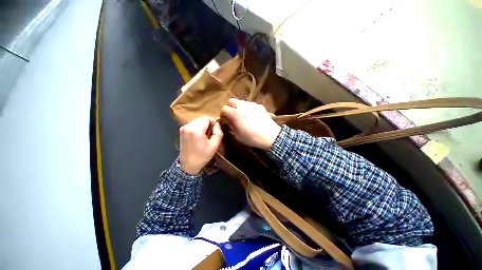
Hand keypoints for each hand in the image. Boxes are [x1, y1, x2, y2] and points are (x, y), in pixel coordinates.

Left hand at [179, 117, 222, 174]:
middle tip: (211, 133)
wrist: (188, 165)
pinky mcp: (181, 130)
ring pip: (197, 121)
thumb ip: (218, 132)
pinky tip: (199, 135)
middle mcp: (188, 126)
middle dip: (208, 124)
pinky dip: (198, 127)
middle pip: (202, 118)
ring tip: (205, 135)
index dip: (213, 123)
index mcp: (196, 130)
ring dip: (203, 125)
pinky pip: (192, 124)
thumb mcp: (215, 145)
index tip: (215, 131)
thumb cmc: (203, 155)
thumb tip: (217, 124)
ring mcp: (183, 128)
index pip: (207, 118)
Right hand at [221, 99, 280, 150]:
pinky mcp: (259, 106)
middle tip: (232, 116)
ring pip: (240, 102)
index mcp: (235, 113)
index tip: (225, 120)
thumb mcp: (238, 135)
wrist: (270, 136)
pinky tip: (251, 116)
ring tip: (242, 116)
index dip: (223, 114)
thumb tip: (227, 120)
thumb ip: (231, 125)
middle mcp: (242, 105)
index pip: (224, 108)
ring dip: (238, 107)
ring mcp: (251, 104)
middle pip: (231, 101)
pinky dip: (247, 108)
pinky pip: (249, 104)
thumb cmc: (252, 137)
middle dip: (229, 107)